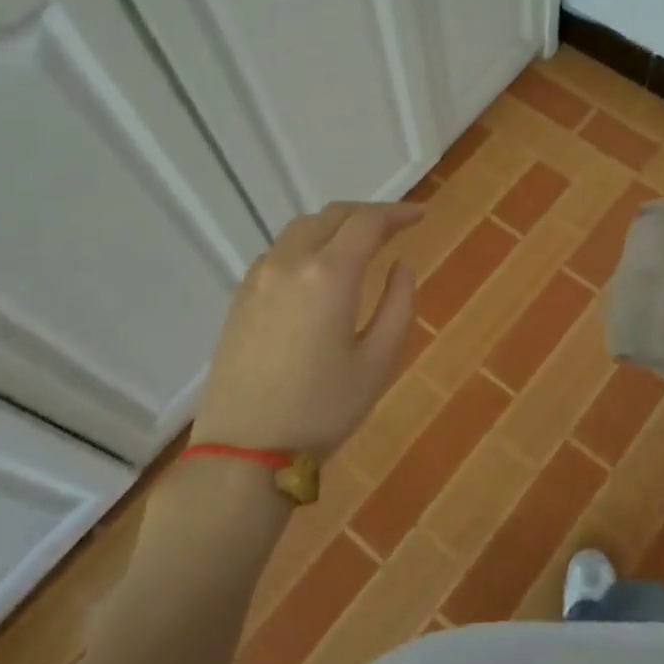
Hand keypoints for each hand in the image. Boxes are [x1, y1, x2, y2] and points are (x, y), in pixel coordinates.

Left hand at [193, 202, 423, 457]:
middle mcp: (290, 263)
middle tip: (396, 225)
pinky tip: (320, 269)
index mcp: (329, 275)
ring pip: (301, 229)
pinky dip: (309, 244)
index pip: (367, 222)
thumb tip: (401, 265)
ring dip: (335, 225)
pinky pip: (280, 251)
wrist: (244, 450)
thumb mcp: (378, 361)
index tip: (422, 216)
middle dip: (368, 213)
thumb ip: (398, 304)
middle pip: (331, 216)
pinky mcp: (240, 296)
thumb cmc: (322, 409)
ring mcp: (258, 278)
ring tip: (361, 241)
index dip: (398, 213)